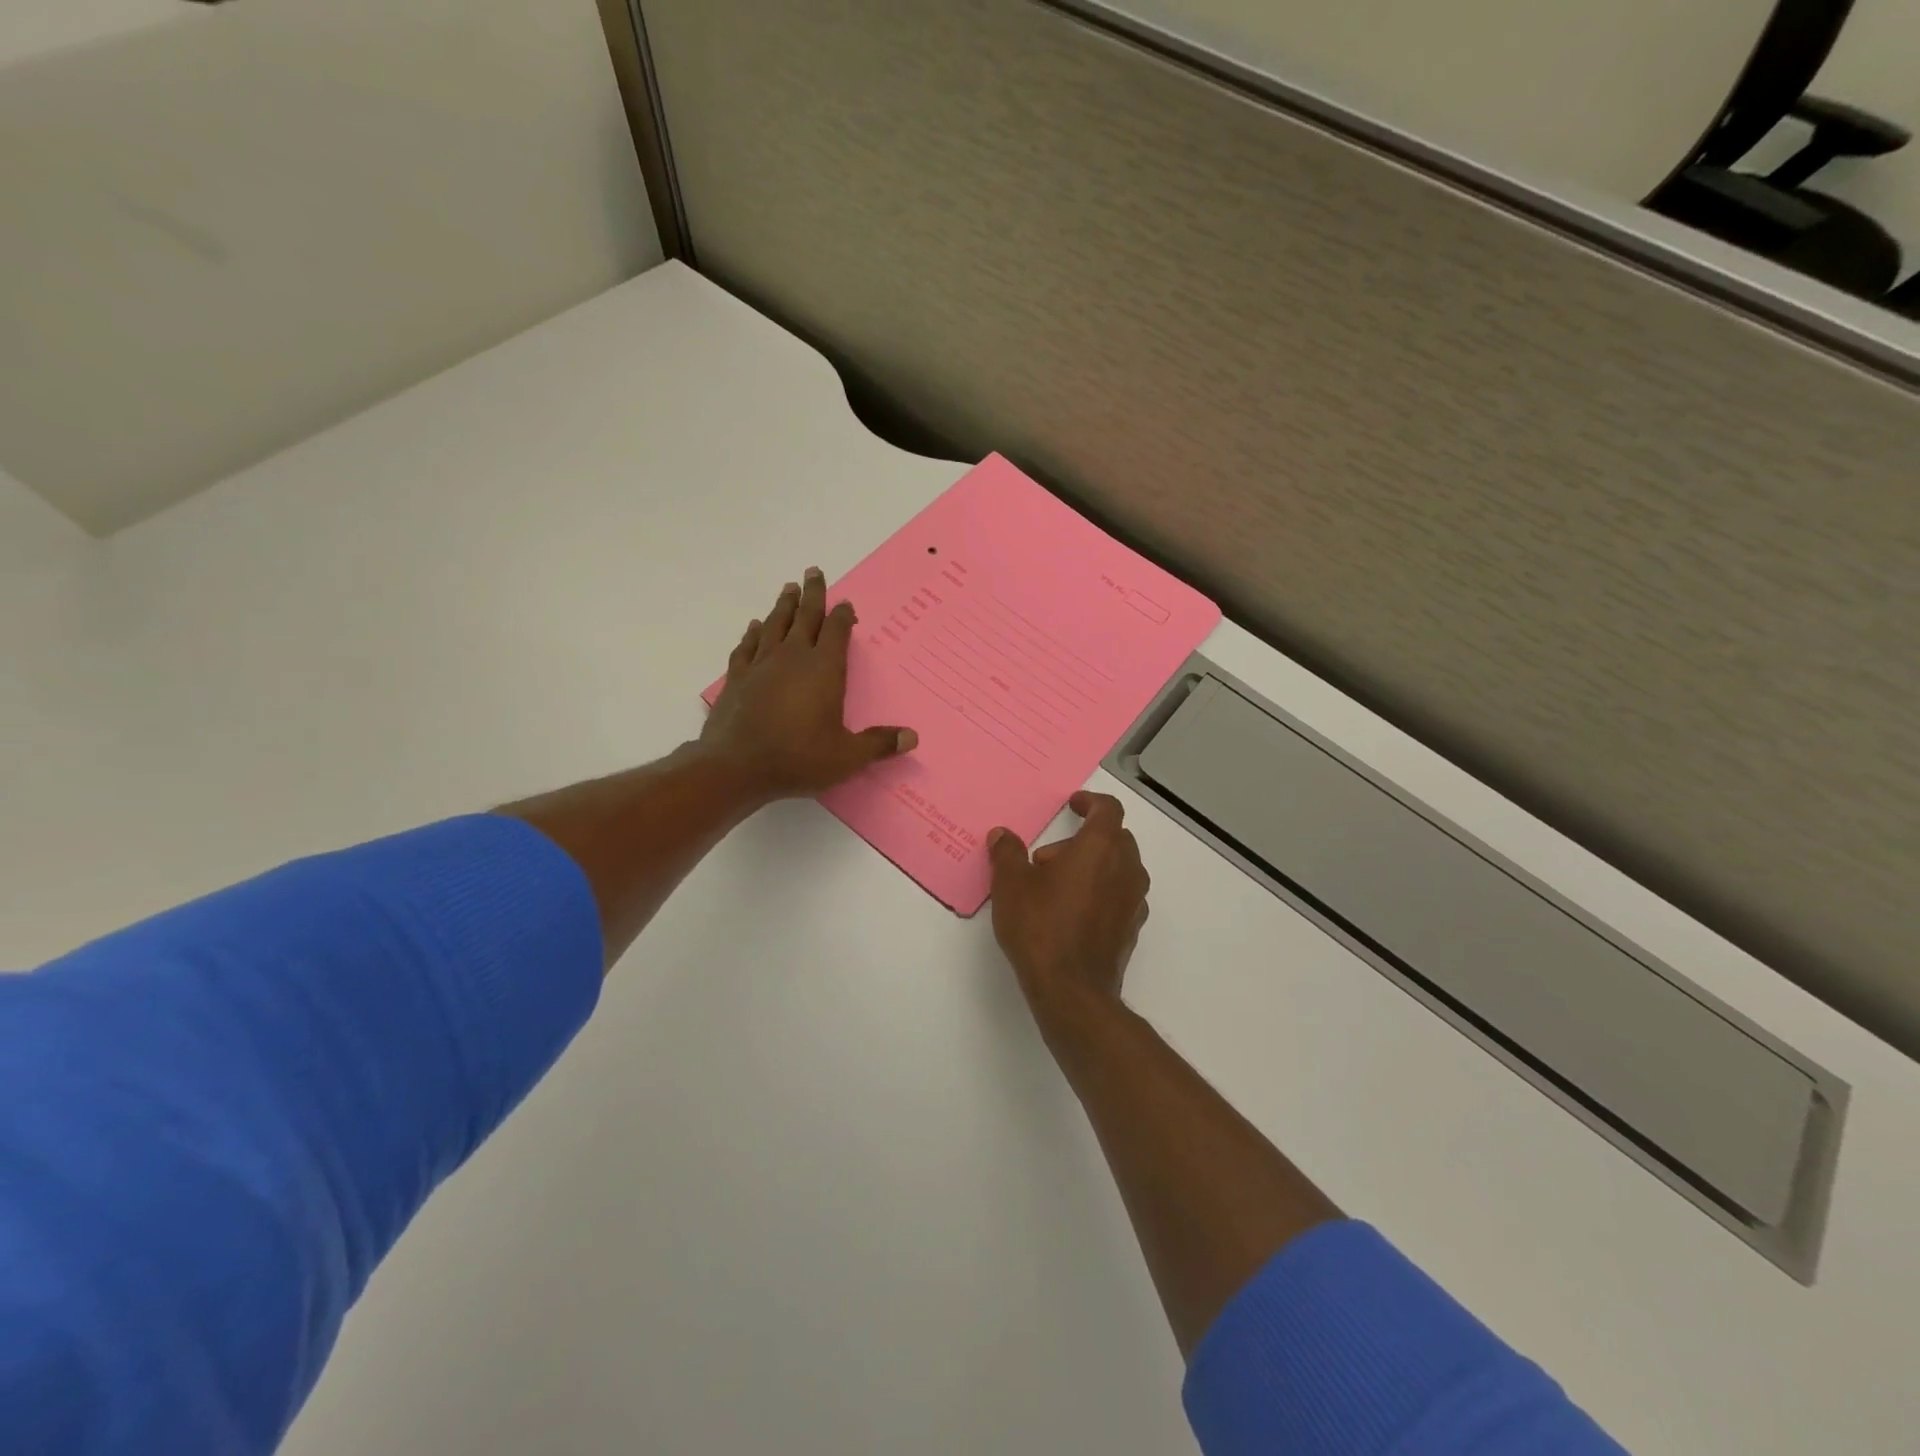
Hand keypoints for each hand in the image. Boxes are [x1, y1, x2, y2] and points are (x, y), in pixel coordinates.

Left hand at [701, 568, 917, 799]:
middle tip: (814, 571)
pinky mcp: (737, 677)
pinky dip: (753, 633)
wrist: (736, 767)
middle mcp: (792, 657)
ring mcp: (761, 665)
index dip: (843, 616)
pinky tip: (755, 626)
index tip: (846, 604)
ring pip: (775, 624)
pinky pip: (747, 646)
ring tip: (789, 588)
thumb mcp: (846, 757)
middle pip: (805, 616)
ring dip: (784, 605)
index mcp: (823, 670)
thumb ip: (878, 744)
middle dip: (812, 594)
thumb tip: (912, 737)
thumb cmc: (797, 759)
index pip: (836, 632)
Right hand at [988, 791, 1150, 1033]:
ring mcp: (1134, 900)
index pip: (1108, 809)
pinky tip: (1072, 911)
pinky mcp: (1132, 927)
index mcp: (1101, 848)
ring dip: (1093, 865)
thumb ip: (1007, 853)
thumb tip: (1002, 835)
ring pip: (1119, 867)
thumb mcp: (1011, 885)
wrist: (1072, 990)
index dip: (1090, 802)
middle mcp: (1126, 868)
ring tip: (1055, 887)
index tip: (1073, 805)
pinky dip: (1101, 891)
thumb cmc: (1041, 927)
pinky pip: (1120, 894)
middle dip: (1083, 839)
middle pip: (1114, 837)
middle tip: (1047, 859)